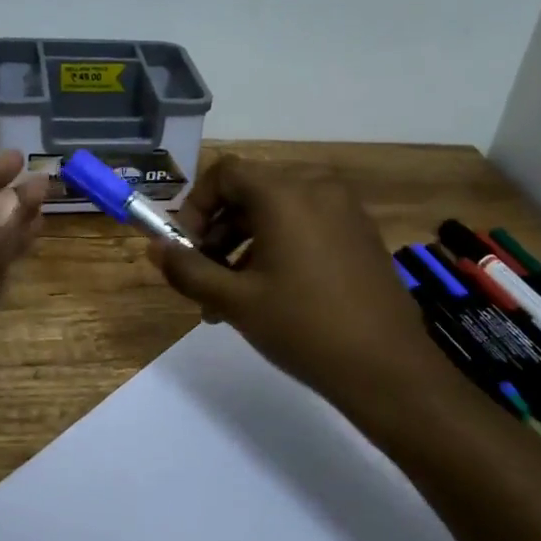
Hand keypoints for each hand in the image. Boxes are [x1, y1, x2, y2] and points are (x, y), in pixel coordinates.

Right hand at [145, 153, 439, 412]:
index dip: (195, 205)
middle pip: (250, 192)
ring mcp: (345, 210)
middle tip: (204, 279)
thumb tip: (154, 248)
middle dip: (217, 233)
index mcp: (285, 194)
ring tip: (230, 299)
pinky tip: (270, 295)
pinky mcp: (360, 233)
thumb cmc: (303, 327)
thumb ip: (188, 269)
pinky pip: (306, 225)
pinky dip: (278, 247)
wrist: (387, 367)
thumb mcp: (235, 301)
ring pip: (277, 212)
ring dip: (244, 245)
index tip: (185, 248)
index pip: (225, 173)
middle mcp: (317, 188)